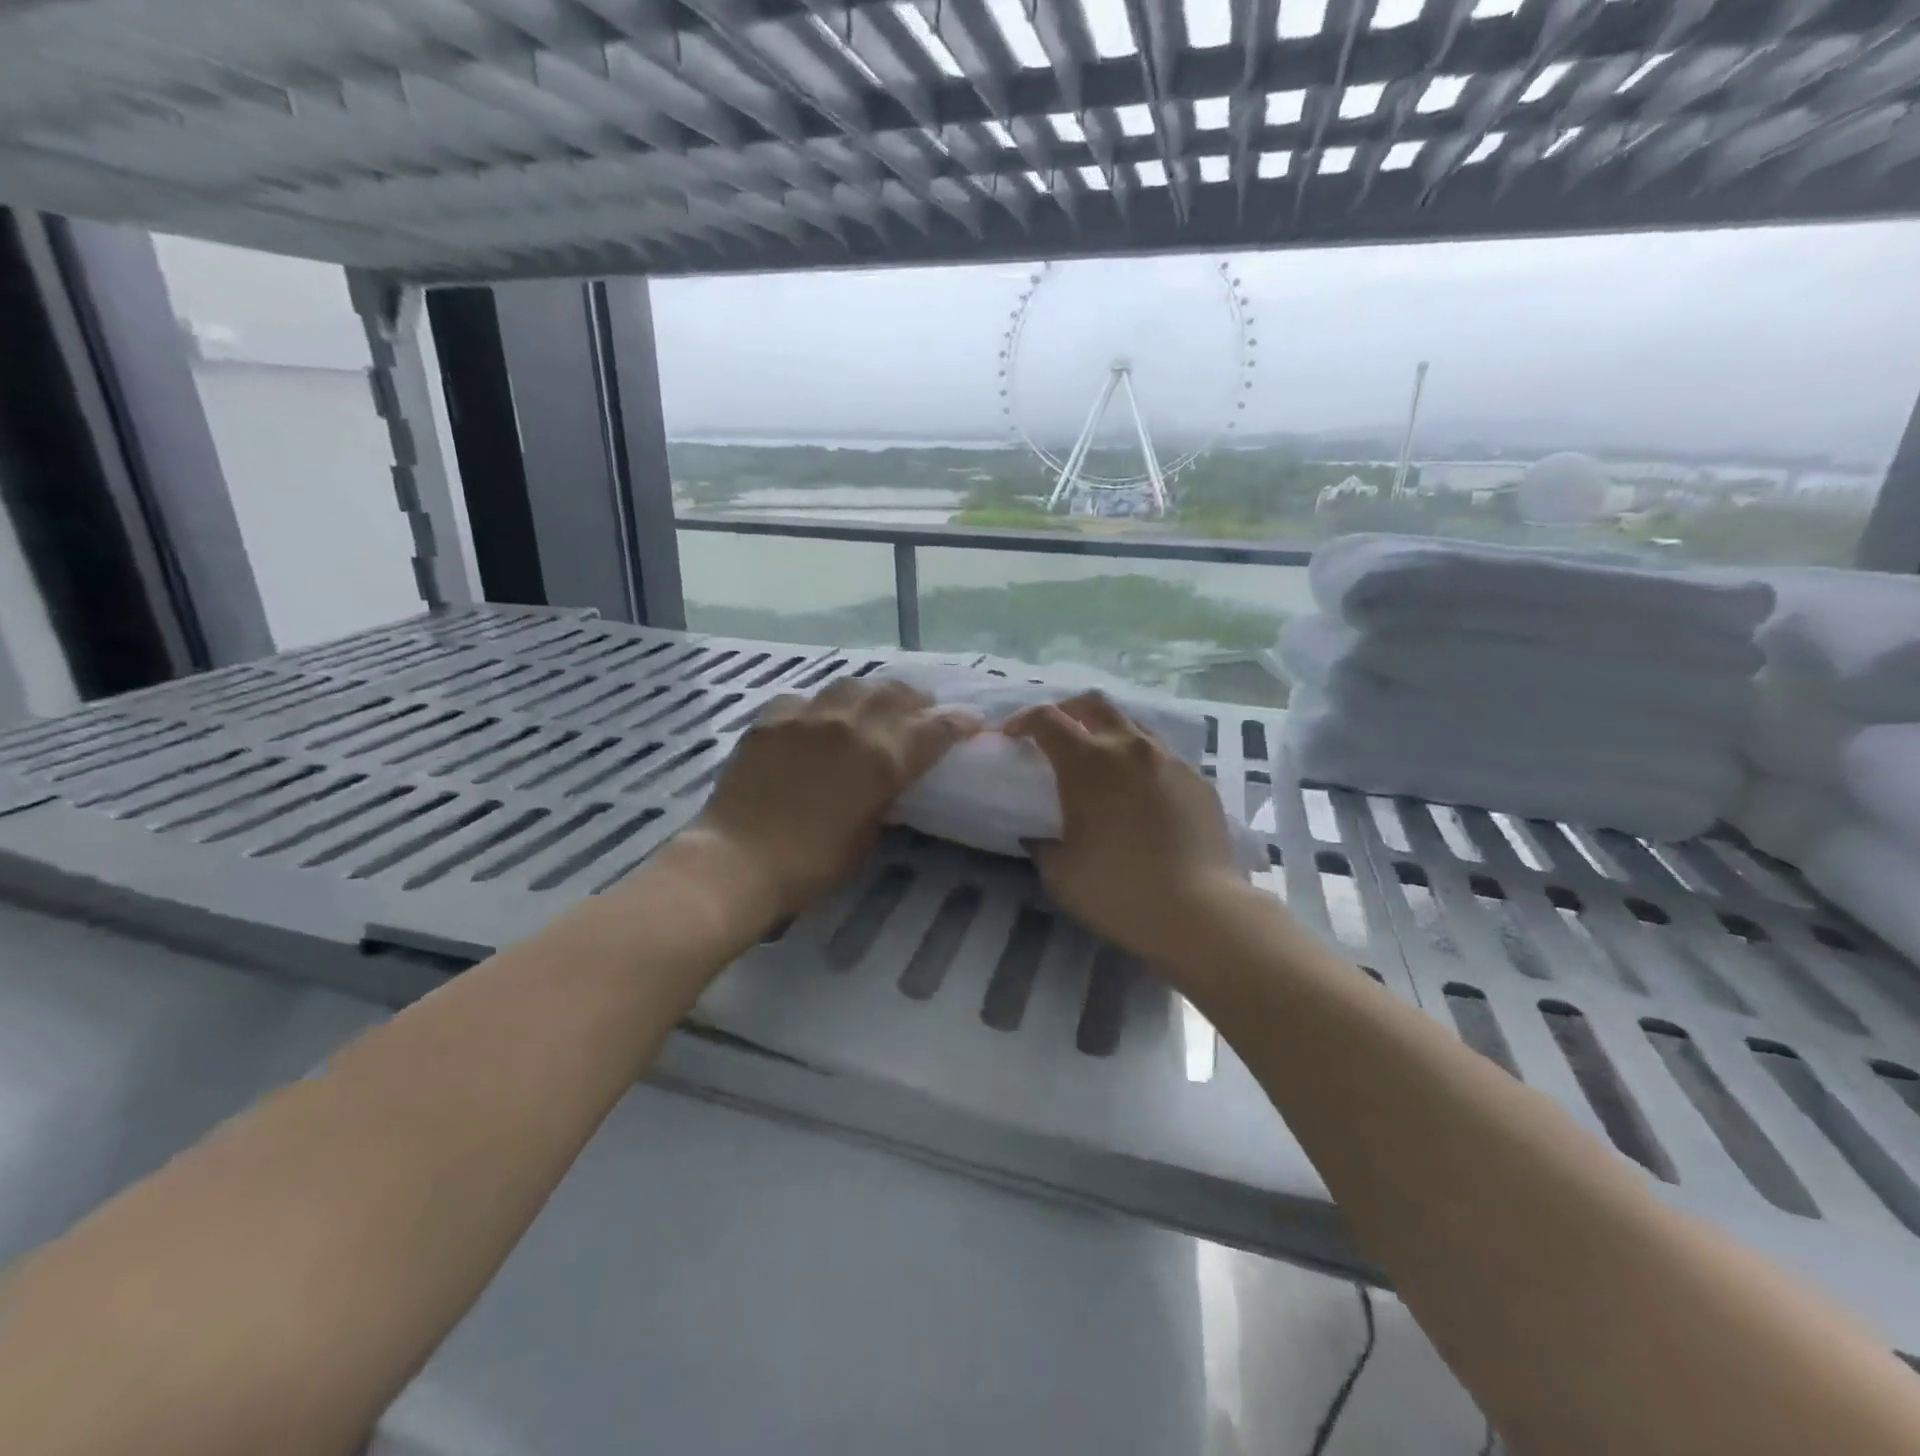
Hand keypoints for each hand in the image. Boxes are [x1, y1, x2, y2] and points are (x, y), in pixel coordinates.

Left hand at [684, 678, 978, 922]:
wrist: (738, 859)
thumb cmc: (812, 863)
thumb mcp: (866, 834)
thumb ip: (884, 795)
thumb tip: (889, 779)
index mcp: (883, 758)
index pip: (935, 728)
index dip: (959, 722)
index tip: (972, 721)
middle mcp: (850, 725)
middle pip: (895, 693)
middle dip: (916, 700)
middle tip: (921, 711)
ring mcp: (807, 716)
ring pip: (851, 685)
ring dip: (872, 694)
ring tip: (873, 706)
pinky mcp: (771, 719)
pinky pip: (804, 699)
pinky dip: (820, 707)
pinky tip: (816, 720)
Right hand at [1006, 692, 1242, 968]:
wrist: (1197, 911)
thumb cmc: (1117, 890)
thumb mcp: (1059, 873)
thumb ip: (1043, 844)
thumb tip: (1041, 836)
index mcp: (1086, 762)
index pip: (1046, 719)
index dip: (1022, 720)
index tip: (1011, 736)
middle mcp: (1128, 747)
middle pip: (1092, 704)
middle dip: (1066, 711)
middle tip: (1053, 735)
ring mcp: (1168, 760)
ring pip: (1131, 725)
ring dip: (1107, 734)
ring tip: (1099, 763)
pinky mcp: (1196, 780)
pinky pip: (1161, 756)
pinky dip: (1139, 763)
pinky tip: (1138, 795)